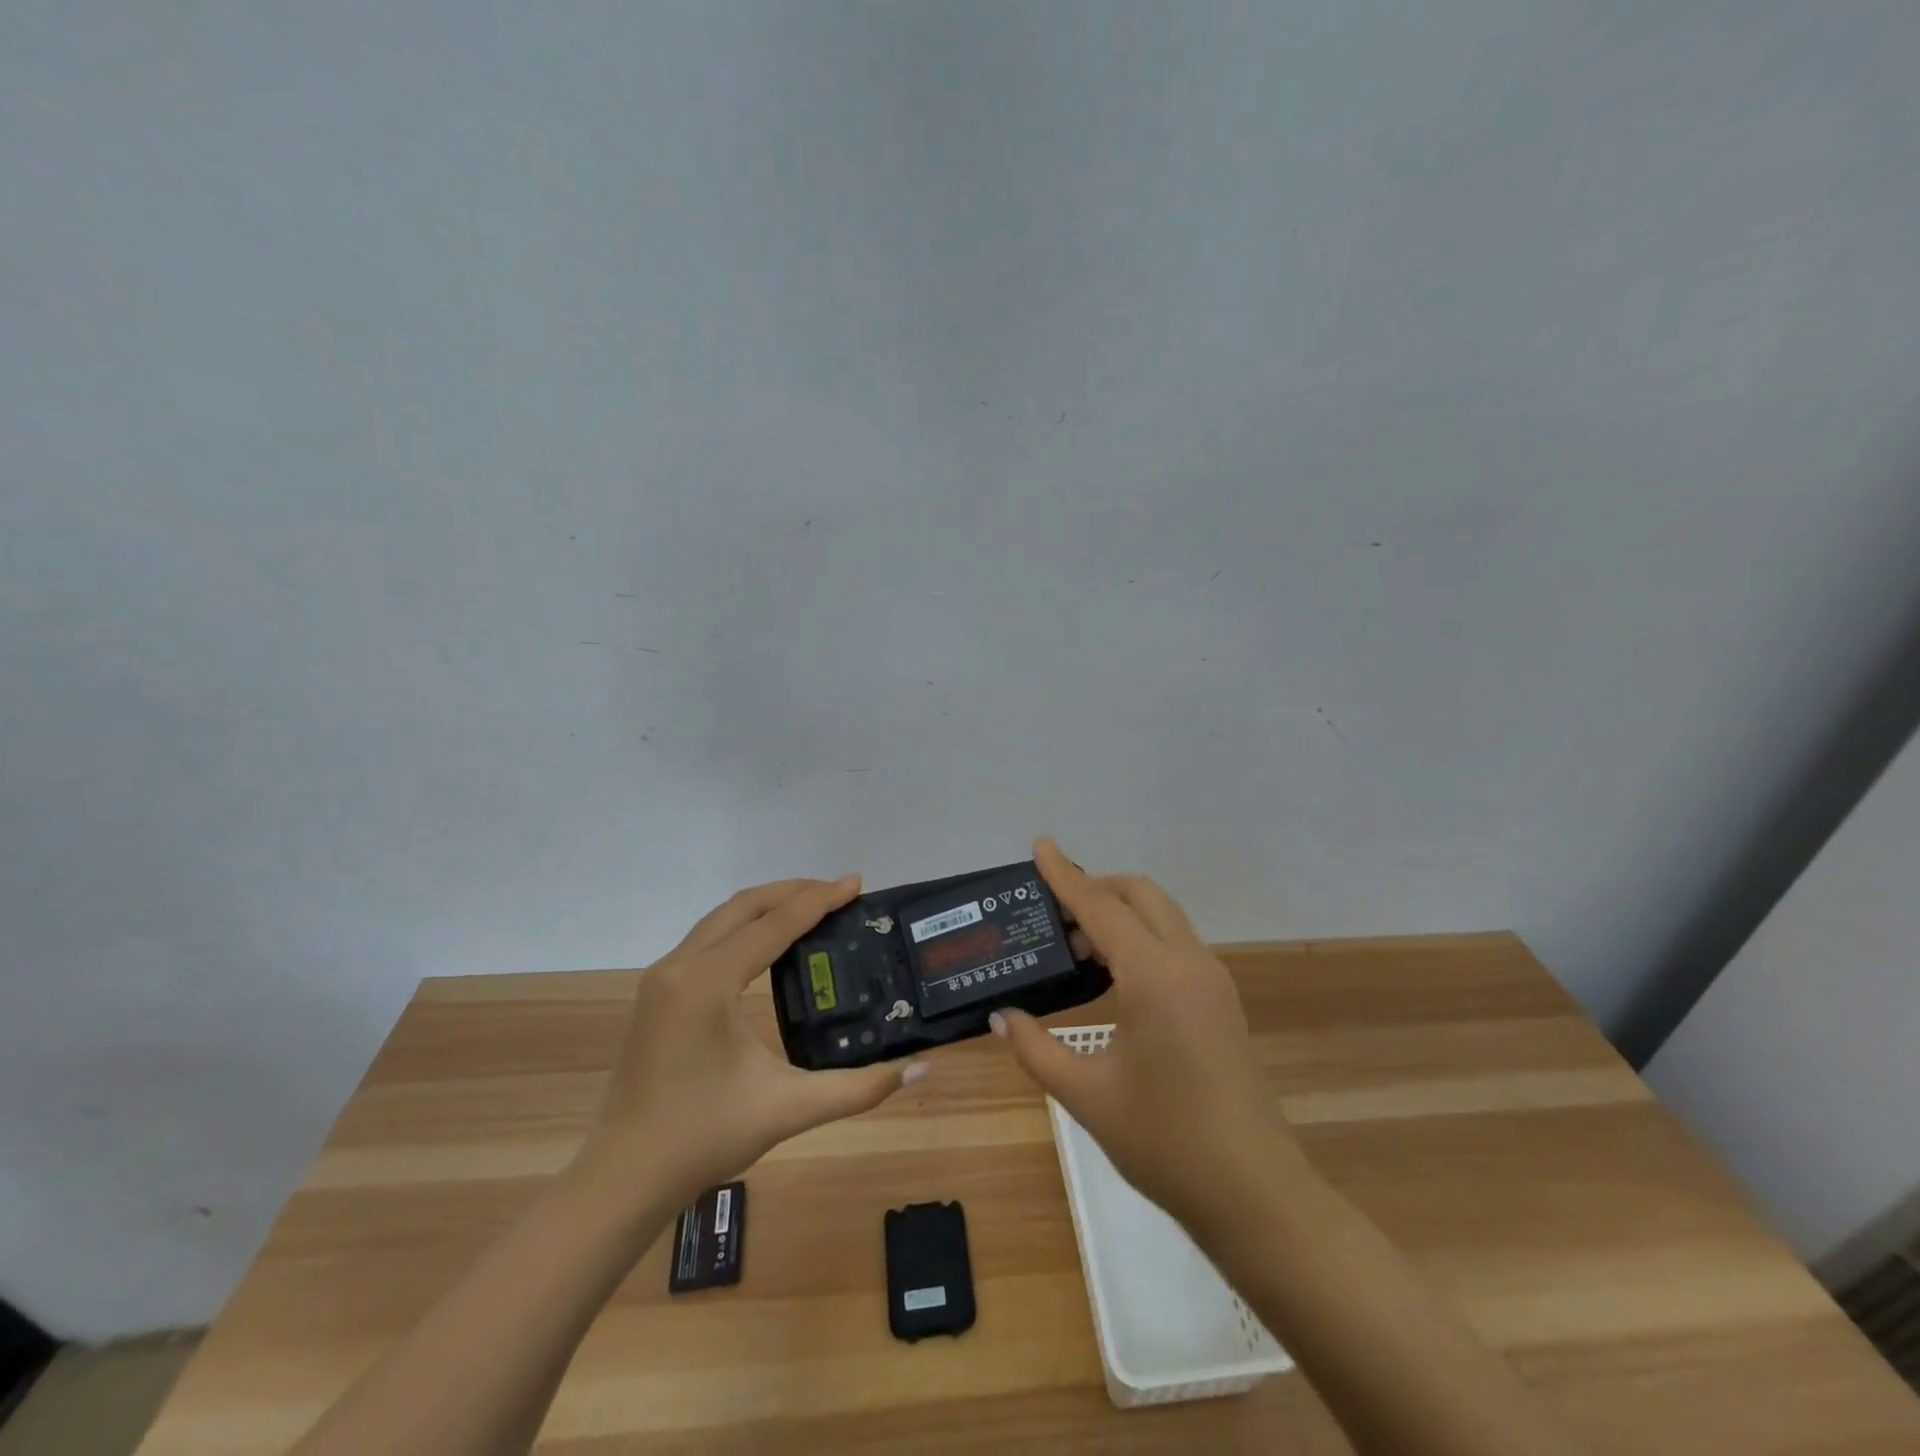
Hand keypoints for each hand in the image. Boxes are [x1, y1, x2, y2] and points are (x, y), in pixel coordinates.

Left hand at [567, 877, 927, 1216]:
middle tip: (839, 892)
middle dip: (793, 892)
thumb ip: (858, 1088)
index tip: (856, 883)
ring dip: (767, 905)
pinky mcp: (657, 991)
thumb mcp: (789, 1109)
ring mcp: (662, 977)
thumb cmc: (704, 1138)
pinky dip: (745, 926)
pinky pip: (708, 938)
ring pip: (722, 918)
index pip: (773, 925)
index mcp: (707, 984)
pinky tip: (770, 941)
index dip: (818, 900)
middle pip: (744, 907)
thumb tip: (920, 1067)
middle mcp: (680, 966)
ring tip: (812, 906)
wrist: (624, 1177)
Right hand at [993, 839, 1305, 1232]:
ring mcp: (1212, 979)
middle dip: (1096, 888)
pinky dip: (1140, 938)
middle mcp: (1188, 963)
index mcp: (1154, 977)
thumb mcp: (1087, 1096)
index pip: (1100, 907)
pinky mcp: (1221, 999)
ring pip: (1161, 916)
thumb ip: (1037, 1049)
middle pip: (1140, 895)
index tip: (1040, 846)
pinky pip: (1174, 943)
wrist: (1255, 1194)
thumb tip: (1001, 1017)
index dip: (1065, 876)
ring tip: (1076, 949)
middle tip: (1053, 914)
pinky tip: (1113, 977)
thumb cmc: (1166, 1143)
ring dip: (1119, 914)